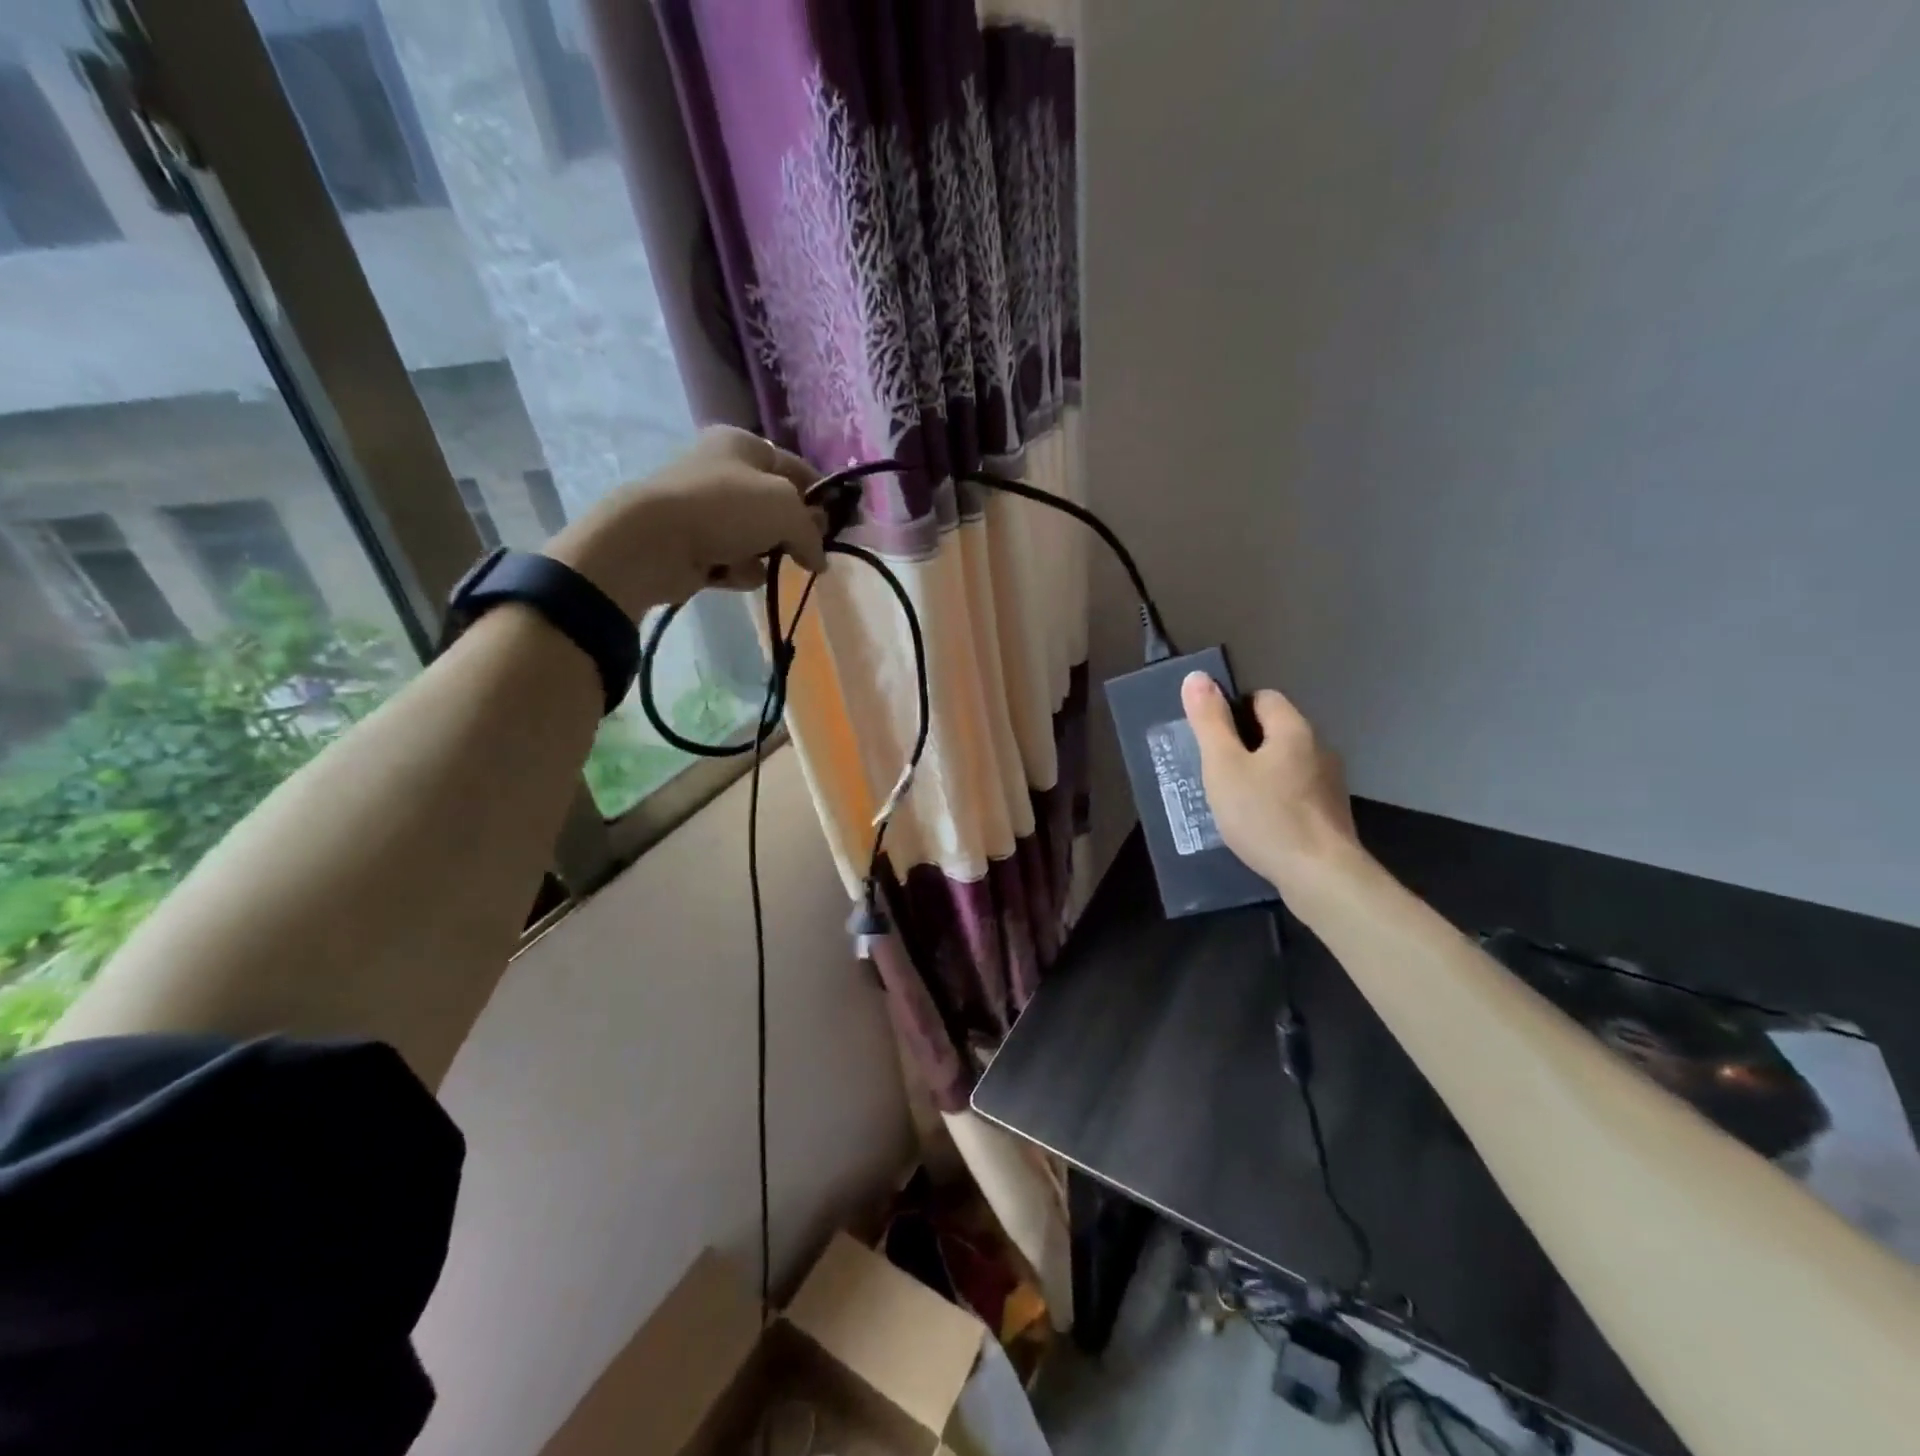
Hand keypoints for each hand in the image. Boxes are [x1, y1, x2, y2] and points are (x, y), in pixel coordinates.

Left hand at [542, 426, 826, 617]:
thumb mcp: (785, 509)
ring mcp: (707, 510)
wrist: (653, 541)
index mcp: (743, 444)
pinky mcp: (695, 544)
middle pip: (778, 507)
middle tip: (806, 552)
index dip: (823, 497)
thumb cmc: (725, 508)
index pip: (798, 469)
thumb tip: (820, 560)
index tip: (843, 526)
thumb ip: (812, 533)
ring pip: (758, 538)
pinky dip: (737, 570)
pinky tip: (727, 572)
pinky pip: (734, 561)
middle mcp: (724, 471)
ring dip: (763, 555)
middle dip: (792, 532)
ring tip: (753, 561)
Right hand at [1180, 672, 1365, 898]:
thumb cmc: (1264, 815)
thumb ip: (1209, 721)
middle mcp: (1319, 748)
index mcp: (1294, 729)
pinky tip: (1258, 823)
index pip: (1262, 698)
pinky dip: (1275, 799)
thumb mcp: (1223, 766)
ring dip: (1260, 774)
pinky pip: (1296, 792)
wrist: (1319, 876)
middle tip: (1214, 771)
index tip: (1211, 739)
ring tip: (1232, 799)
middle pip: (1275, 731)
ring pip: (1286, 764)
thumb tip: (1196, 676)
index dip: (1232, 711)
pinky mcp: (1331, 813)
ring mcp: (1330, 783)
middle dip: (1244, 745)